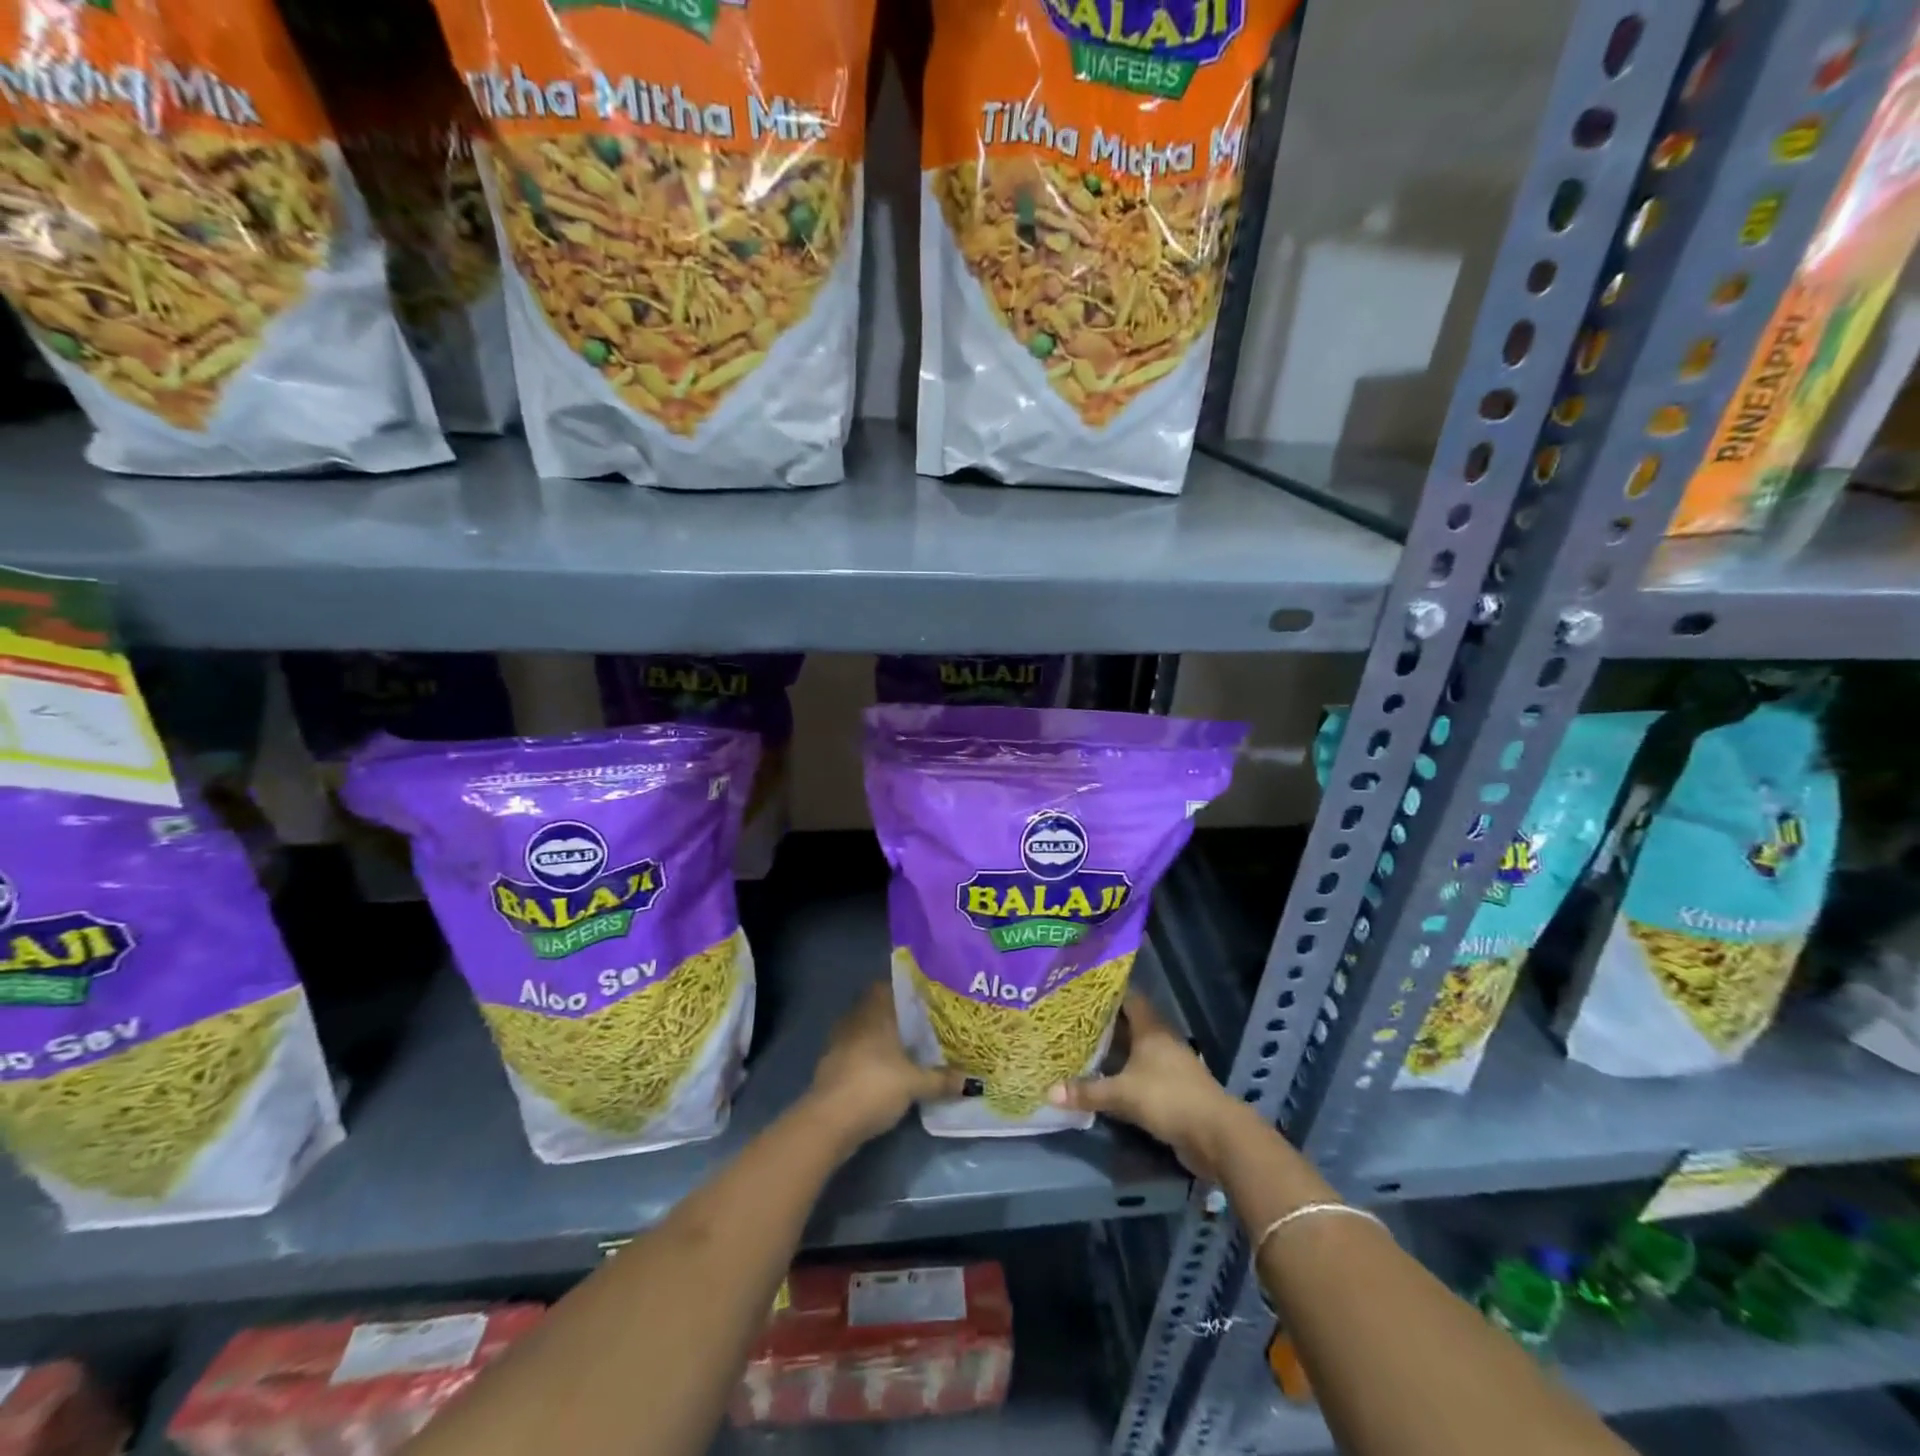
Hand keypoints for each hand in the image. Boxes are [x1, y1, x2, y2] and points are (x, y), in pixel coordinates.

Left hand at [809, 984, 965, 1147]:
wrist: (829, 1121)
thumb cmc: (874, 1086)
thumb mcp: (915, 1084)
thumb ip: (941, 1080)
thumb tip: (972, 1082)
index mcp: (874, 1013)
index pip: (886, 986)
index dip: (904, 989)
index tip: (924, 996)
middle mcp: (855, 1020)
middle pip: (876, 1008)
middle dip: (896, 1014)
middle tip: (922, 1022)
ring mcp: (839, 1043)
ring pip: (864, 1030)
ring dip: (881, 1036)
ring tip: (907, 1046)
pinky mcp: (832, 1066)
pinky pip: (856, 1050)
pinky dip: (869, 1056)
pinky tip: (886, 1069)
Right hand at [1049, 994, 1247, 1180]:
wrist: (1216, 1135)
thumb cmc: (1168, 1098)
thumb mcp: (1123, 1094)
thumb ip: (1088, 1091)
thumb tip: (1049, 1091)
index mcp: (1151, 1029)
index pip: (1128, 998)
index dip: (1106, 993)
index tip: (1080, 991)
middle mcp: (1161, 1040)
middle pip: (1130, 1024)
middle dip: (1104, 1023)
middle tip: (1072, 1020)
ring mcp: (1170, 1065)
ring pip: (1136, 1050)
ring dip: (1115, 1050)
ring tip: (1082, 1048)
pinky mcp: (1173, 1089)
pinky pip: (1142, 1073)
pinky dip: (1125, 1073)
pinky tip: (1105, 1079)